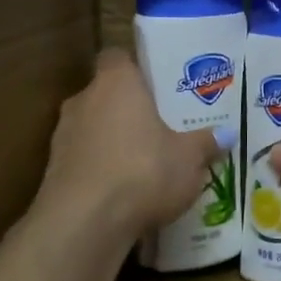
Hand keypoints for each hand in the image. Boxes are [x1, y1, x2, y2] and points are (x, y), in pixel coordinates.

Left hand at [35, 49, 222, 249]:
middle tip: (160, 125)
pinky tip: (123, 193)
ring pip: (93, 129)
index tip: (156, 82)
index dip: (135, 67)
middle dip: (129, 109)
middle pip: (106, 94)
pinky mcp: (53, 172)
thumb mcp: (188, 159)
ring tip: (144, 163)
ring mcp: (63, 137)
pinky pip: (83, 161)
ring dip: (113, 141)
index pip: (117, 57)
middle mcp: (84, 100)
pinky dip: (100, 171)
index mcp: (116, 83)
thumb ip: (205, 143)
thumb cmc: (143, 171)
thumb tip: (227, 134)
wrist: (84, 223)